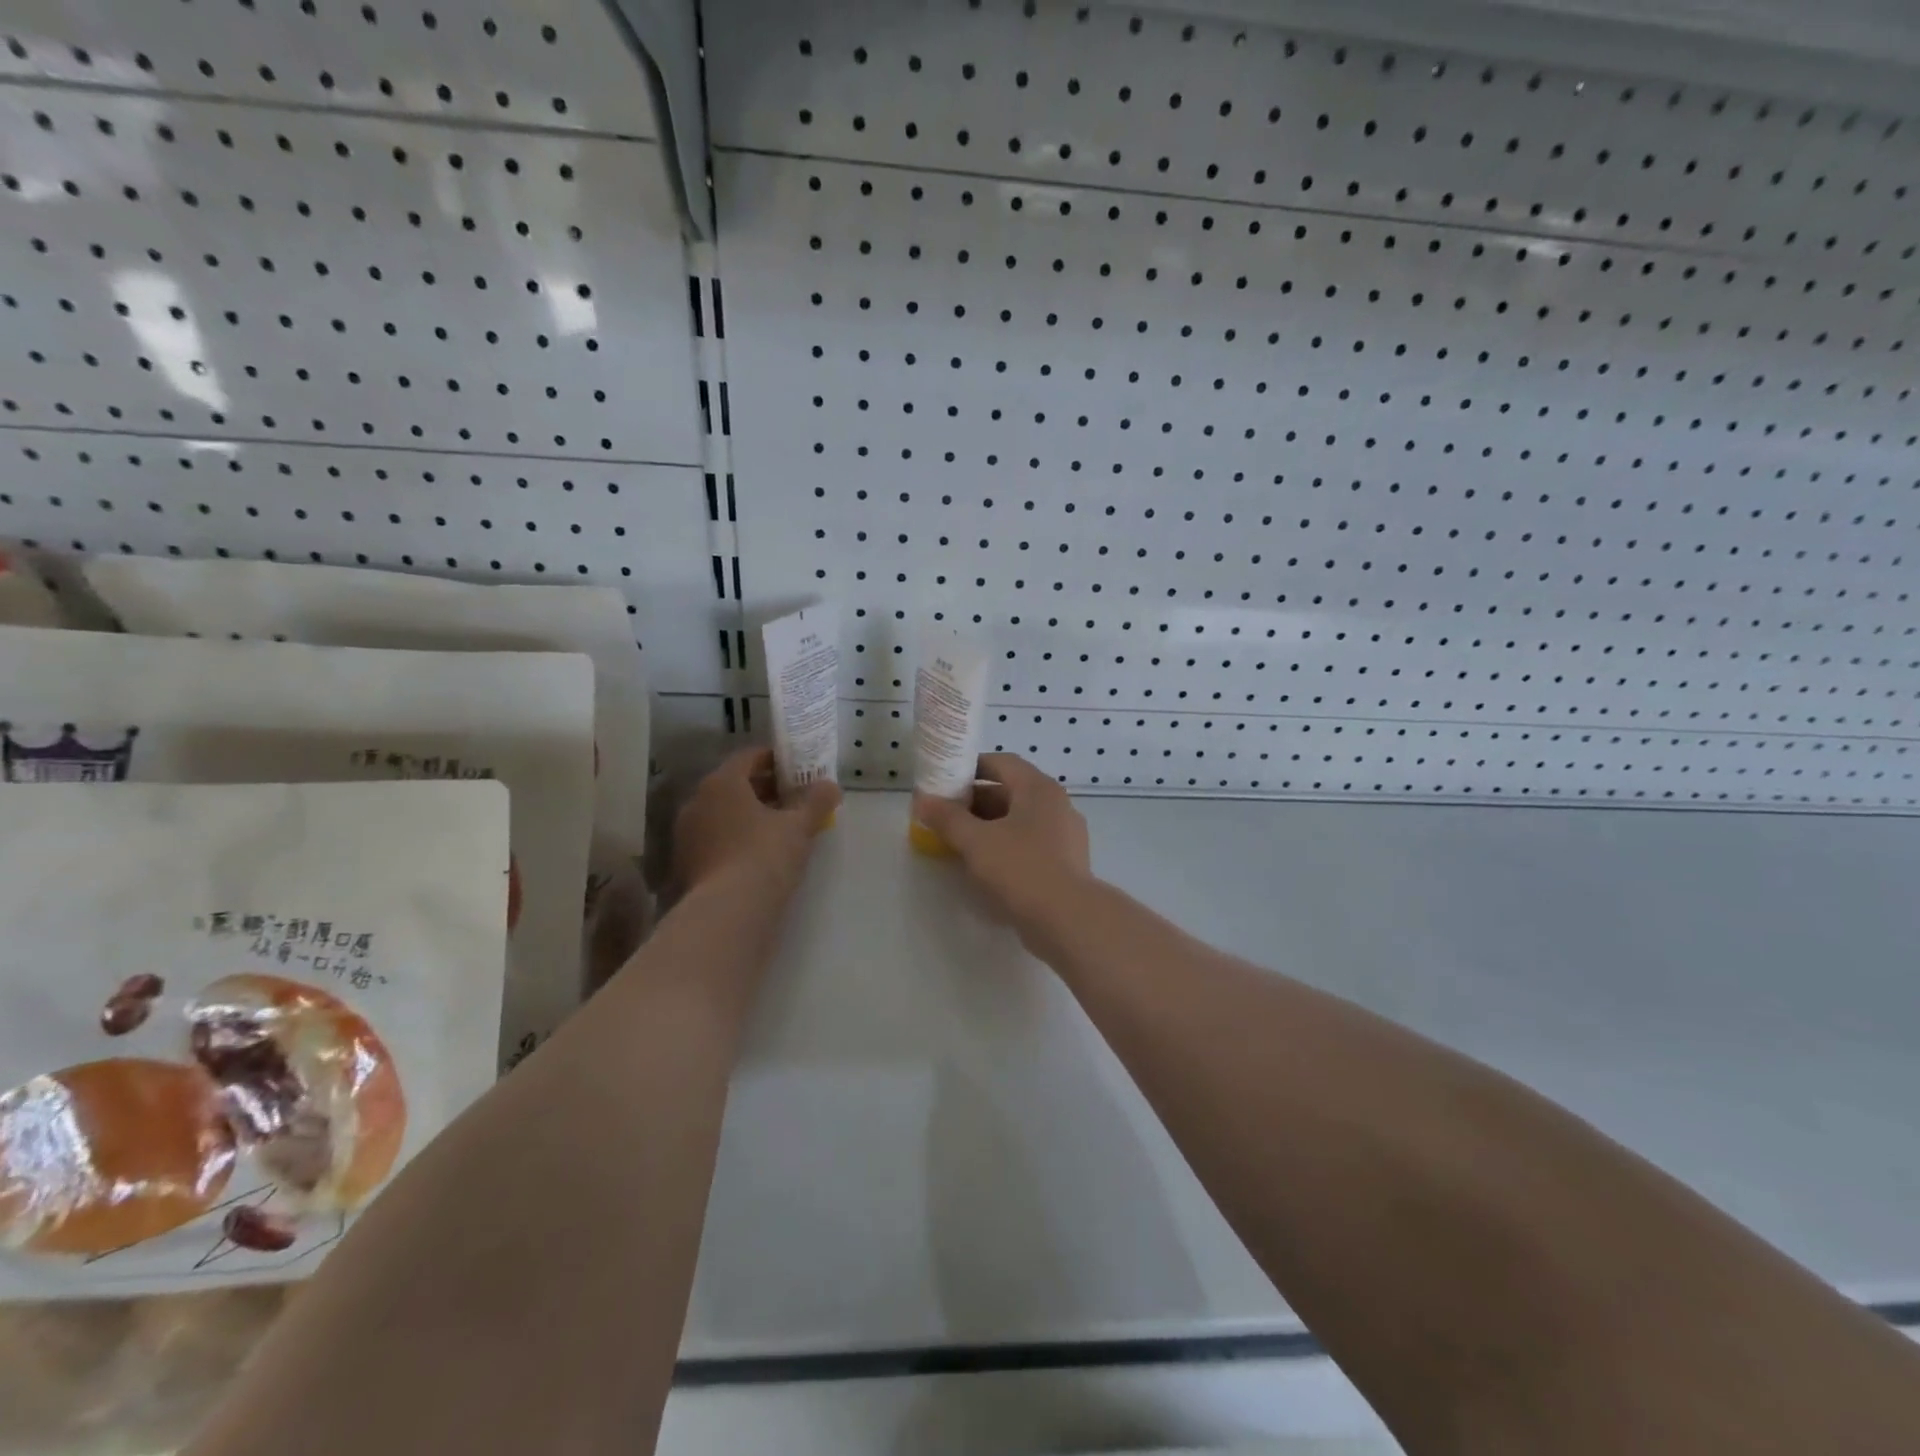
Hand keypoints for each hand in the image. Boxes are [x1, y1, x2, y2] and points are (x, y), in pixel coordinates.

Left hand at [673, 748, 840, 896]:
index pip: (748, 757)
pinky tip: (757, 853)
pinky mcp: (685, 863)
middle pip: (734, 785)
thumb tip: (831, 786)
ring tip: (779, 827)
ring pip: (722, 813)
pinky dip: (735, 838)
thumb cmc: (765, 855)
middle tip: (792, 798)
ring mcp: (686, 834)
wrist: (728, 912)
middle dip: (763, 789)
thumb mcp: (800, 826)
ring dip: (748, 815)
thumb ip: (817, 801)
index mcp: (722, 783)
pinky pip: (715, 839)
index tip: (796, 768)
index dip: (774, 759)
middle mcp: (697, 801)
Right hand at [914, 754, 1091, 930]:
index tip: (945, 781)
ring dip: (989, 826)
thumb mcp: (976, 841)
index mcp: (1038, 788)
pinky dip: (1006, 846)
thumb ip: (948, 818)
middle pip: (1010, 792)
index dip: (970, 768)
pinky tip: (985, 865)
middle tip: (946, 814)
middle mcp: (1056, 804)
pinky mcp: (1066, 862)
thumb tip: (924, 800)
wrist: (1068, 920)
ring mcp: (1065, 834)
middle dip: (975, 802)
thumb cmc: (1020, 869)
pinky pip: (1030, 843)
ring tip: (959, 841)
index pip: (1001, 763)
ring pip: (1020, 820)